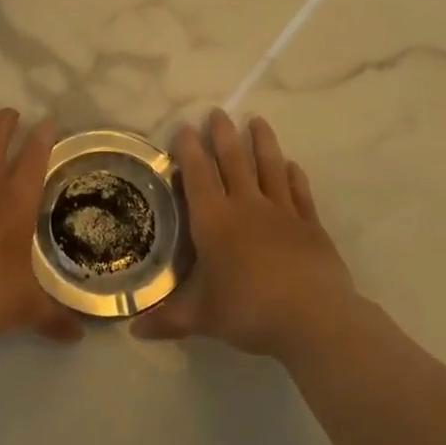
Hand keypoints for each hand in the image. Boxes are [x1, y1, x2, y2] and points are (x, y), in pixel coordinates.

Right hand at [136, 110, 358, 360]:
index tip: (185, 129)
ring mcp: (282, 213)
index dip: (190, 151)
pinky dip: (294, 176)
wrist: (313, 318)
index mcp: (215, 222)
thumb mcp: (202, 319)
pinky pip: (299, 193)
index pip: (199, 177)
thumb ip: (168, 321)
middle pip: (234, 162)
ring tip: (258, 121)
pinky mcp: (311, 226)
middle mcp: (247, 207)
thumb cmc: (249, 311)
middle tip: (218, 112)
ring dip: (263, 143)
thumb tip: (133, 332)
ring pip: (270, 168)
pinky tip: (292, 165)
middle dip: (223, 136)